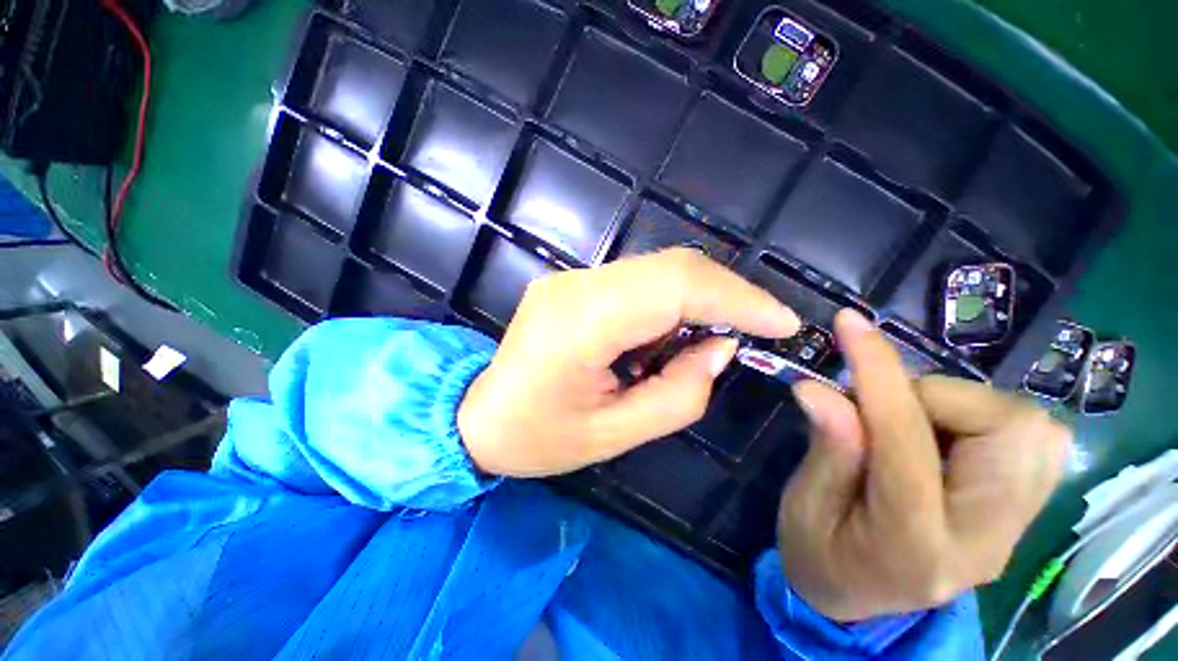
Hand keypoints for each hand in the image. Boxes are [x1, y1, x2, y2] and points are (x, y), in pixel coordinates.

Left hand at [457, 248, 799, 476]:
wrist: (477, 416)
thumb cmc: (538, 437)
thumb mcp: (614, 435)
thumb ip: (679, 393)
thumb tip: (720, 348)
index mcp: (580, 325)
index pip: (674, 288)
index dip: (737, 299)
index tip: (782, 322)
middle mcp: (576, 286)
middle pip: (670, 267)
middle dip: (726, 294)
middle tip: (758, 328)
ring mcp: (571, 278)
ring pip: (657, 270)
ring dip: (697, 300)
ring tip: (706, 342)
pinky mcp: (573, 283)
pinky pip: (638, 280)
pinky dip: (669, 303)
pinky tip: (669, 336)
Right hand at [778, 309, 1070, 620]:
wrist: (856, 602)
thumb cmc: (818, 554)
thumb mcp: (802, 504)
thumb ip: (826, 448)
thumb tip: (818, 388)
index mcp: (912, 544)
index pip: (906, 439)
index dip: (877, 372)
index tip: (850, 324)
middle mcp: (984, 539)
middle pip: (1009, 430)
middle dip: (938, 396)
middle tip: (883, 406)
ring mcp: (1012, 529)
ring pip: (1030, 430)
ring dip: (960, 405)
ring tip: (906, 422)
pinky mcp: (1019, 513)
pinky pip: (1030, 440)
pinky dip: (981, 418)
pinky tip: (936, 435)